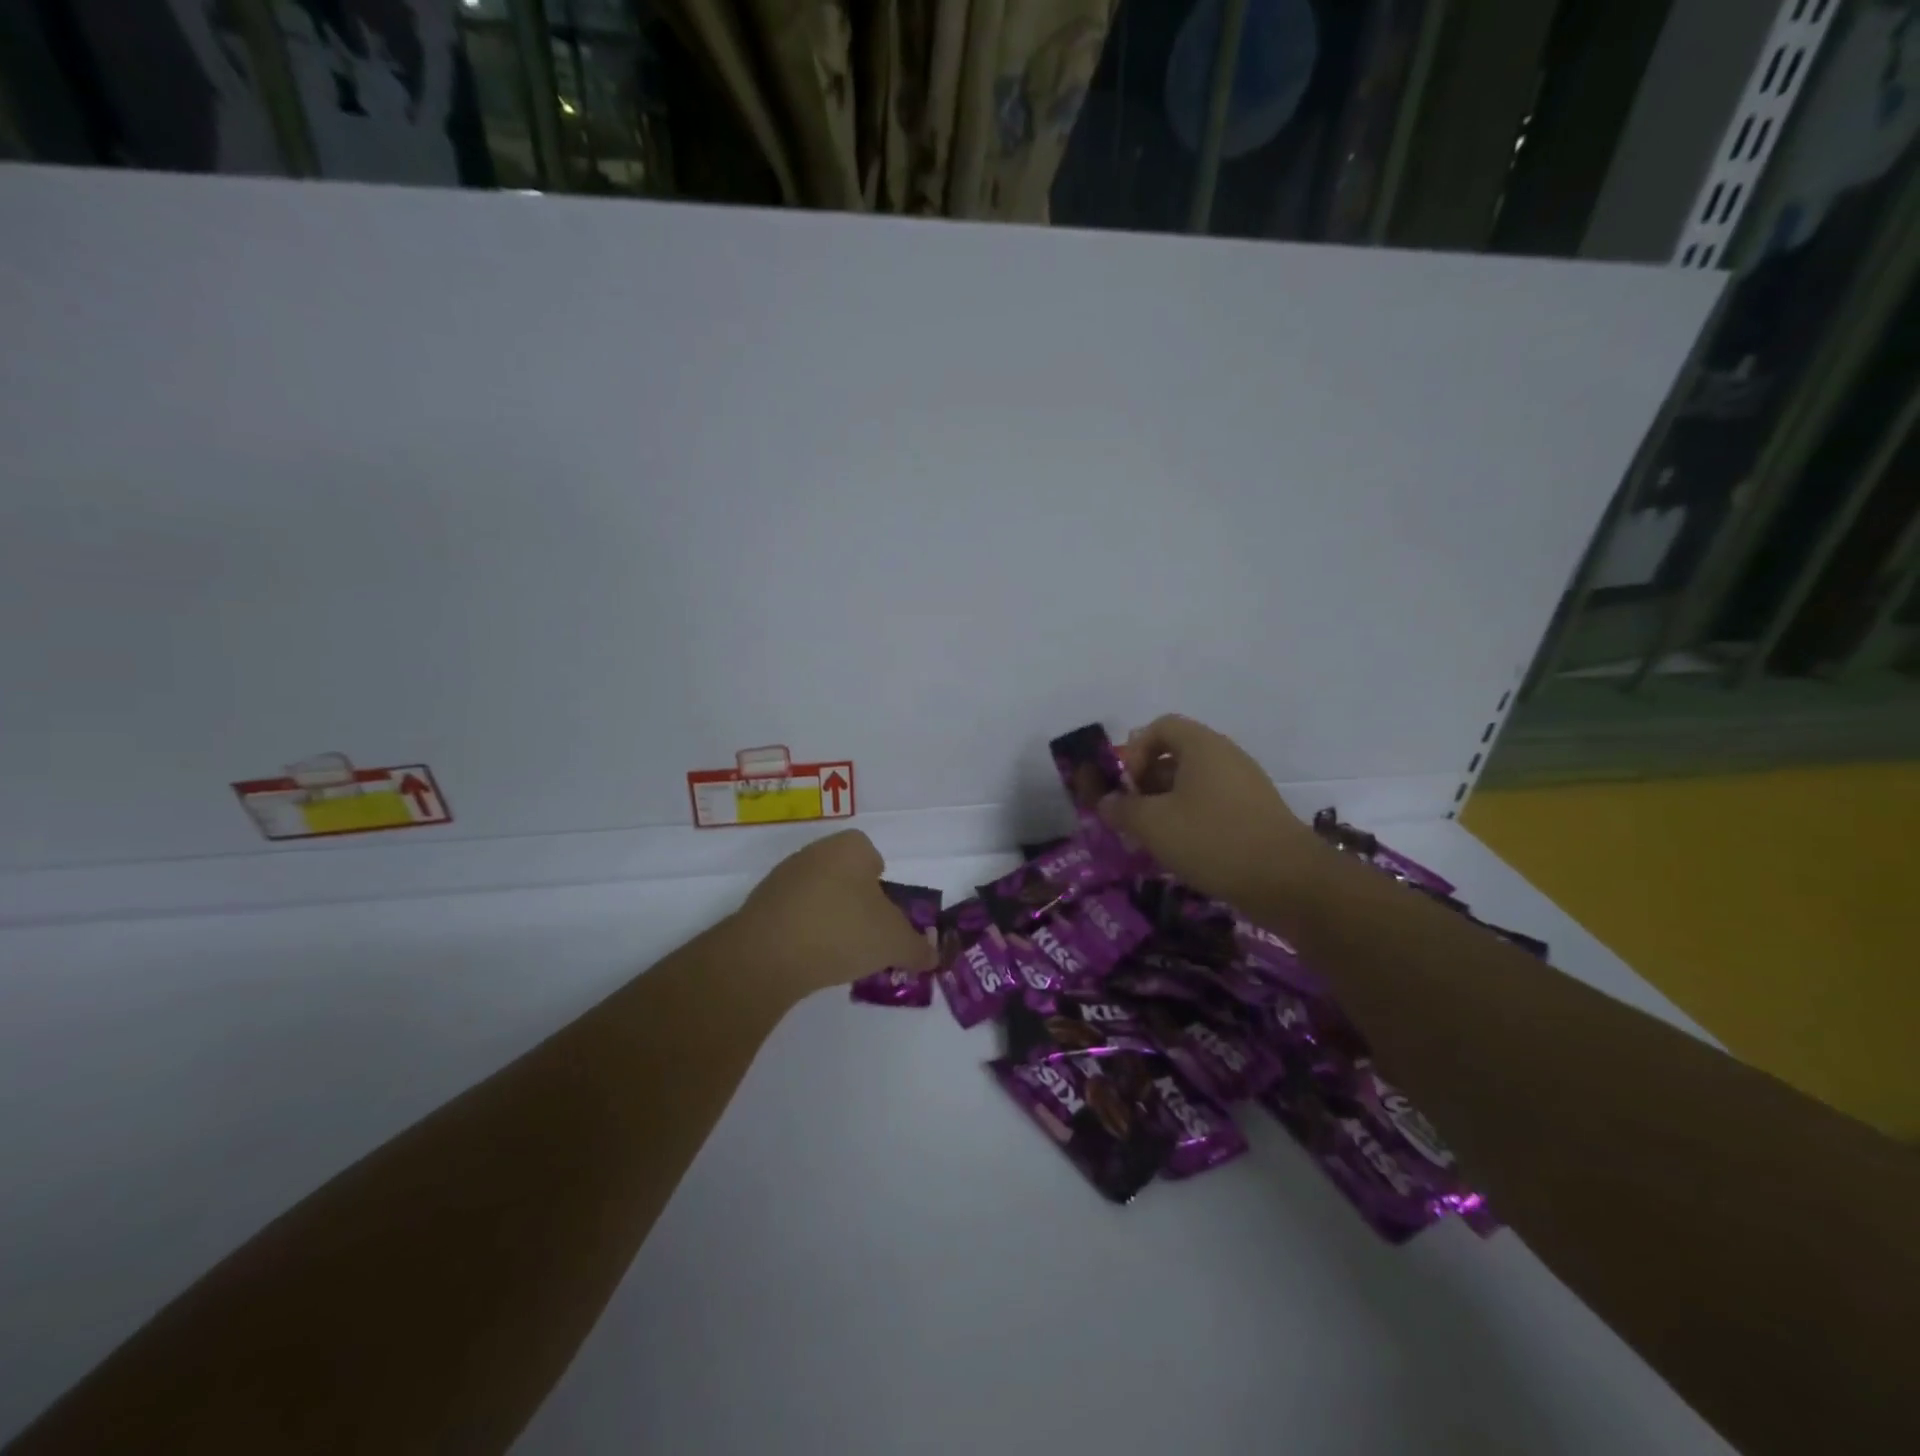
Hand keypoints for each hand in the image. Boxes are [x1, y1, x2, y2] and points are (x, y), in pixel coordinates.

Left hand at [731, 830, 936, 1003]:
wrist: (768, 954)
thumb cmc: (842, 931)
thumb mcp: (894, 943)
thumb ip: (918, 948)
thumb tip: (933, 957)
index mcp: (850, 847)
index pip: (873, 856)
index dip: (883, 886)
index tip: (886, 916)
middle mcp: (816, 852)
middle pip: (846, 875)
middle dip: (857, 903)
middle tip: (867, 937)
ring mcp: (784, 877)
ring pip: (819, 894)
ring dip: (830, 917)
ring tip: (838, 953)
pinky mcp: (760, 904)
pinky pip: (793, 914)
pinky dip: (803, 931)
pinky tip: (808, 958)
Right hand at [1099, 715, 1324, 910]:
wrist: (1288, 881)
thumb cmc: (1213, 839)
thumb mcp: (1153, 824)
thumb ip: (1122, 809)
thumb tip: (1105, 802)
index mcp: (1202, 746)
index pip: (1159, 727)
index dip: (1134, 751)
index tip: (1126, 786)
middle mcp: (1225, 757)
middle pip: (1175, 755)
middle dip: (1146, 782)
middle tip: (1132, 815)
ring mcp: (1244, 785)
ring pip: (1192, 783)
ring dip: (1165, 804)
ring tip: (1152, 837)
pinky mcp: (1254, 814)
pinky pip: (1212, 804)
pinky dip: (1190, 819)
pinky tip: (1182, 850)